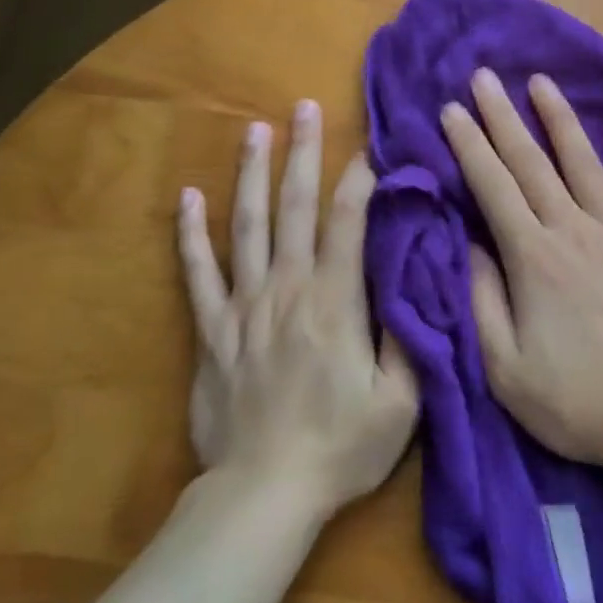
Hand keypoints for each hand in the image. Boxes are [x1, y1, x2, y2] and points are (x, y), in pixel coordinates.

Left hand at [178, 100, 417, 514]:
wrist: (264, 496)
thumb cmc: (341, 448)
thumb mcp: (401, 401)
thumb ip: (409, 335)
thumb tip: (415, 279)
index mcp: (335, 302)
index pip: (347, 222)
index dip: (359, 179)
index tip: (369, 145)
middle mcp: (287, 289)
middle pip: (293, 208)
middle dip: (302, 153)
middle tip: (305, 107)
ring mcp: (243, 307)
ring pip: (245, 226)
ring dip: (251, 174)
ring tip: (255, 130)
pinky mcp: (211, 331)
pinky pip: (198, 273)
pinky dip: (191, 234)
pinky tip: (188, 197)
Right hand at [440, 69, 602, 472]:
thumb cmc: (579, 401)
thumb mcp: (506, 369)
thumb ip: (483, 301)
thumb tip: (471, 244)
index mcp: (533, 258)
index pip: (492, 187)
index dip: (469, 146)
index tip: (452, 109)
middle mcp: (574, 230)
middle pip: (532, 163)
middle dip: (503, 117)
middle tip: (484, 77)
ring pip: (583, 161)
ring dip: (559, 118)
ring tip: (540, 81)